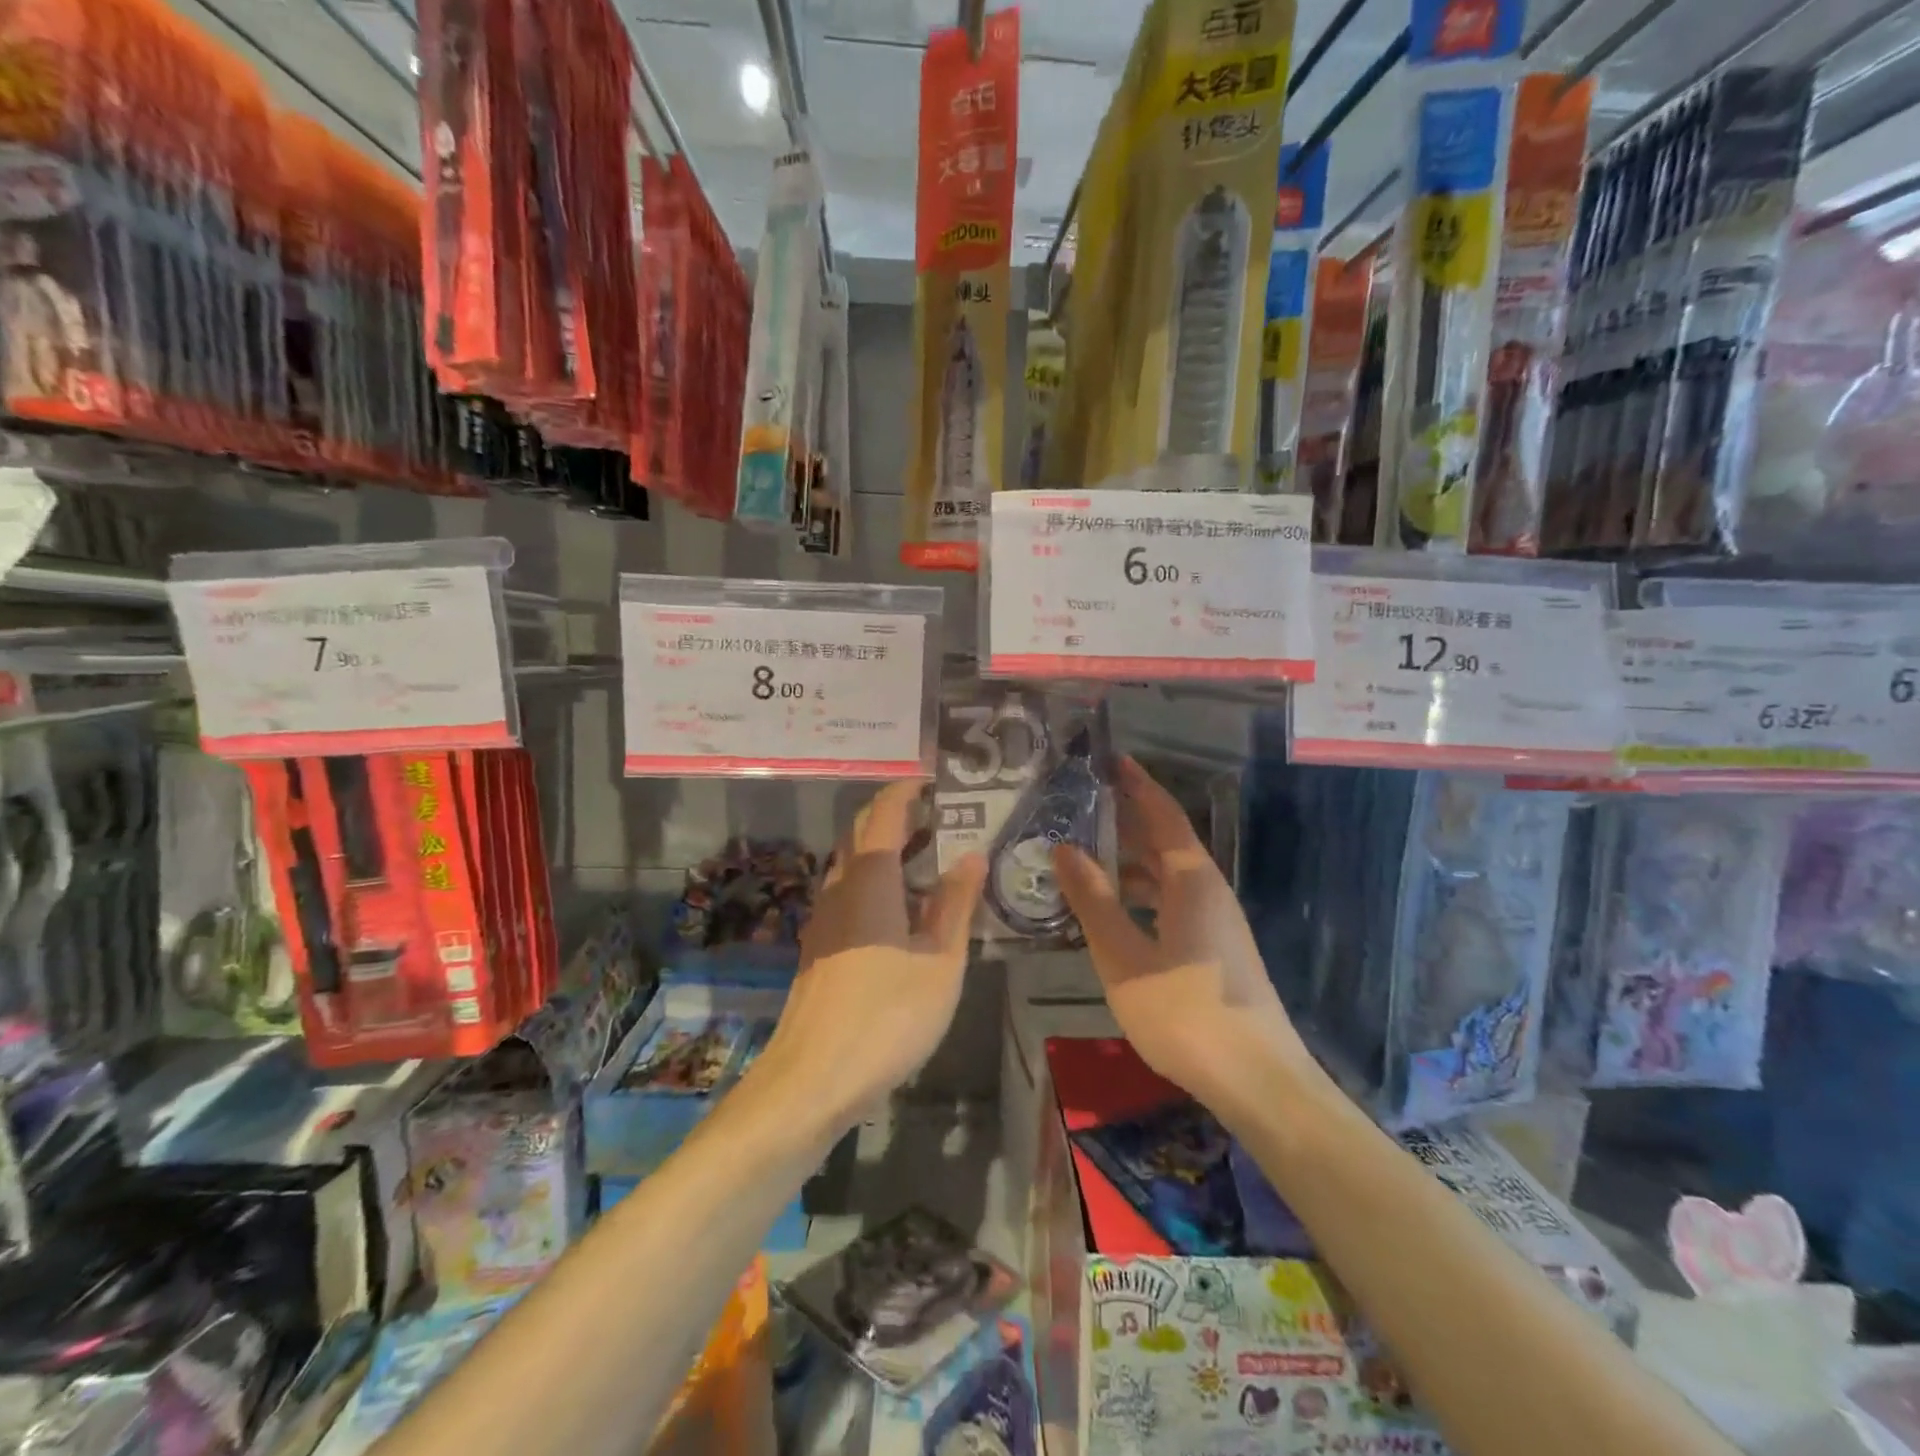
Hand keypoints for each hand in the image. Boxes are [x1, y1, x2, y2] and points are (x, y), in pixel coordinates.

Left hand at [758, 781, 986, 1131]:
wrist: (813, 1079)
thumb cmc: (887, 1017)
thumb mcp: (940, 961)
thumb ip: (956, 904)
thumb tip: (972, 855)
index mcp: (869, 879)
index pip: (884, 813)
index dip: (906, 789)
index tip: (934, 776)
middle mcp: (840, 887)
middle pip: (862, 832)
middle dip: (896, 813)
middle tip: (941, 811)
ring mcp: (824, 918)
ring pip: (854, 863)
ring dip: (886, 847)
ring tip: (930, 852)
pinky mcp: (820, 945)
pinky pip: (850, 891)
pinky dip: (877, 878)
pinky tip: (905, 905)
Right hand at [1053, 757, 1308, 1103]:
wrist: (1259, 1082)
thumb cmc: (1186, 1014)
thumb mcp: (1124, 958)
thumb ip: (1093, 901)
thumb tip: (1064, 849)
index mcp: (1191, 881)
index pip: (1162, 815)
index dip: (1137, 785)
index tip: (1111, 759)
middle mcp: (1208, 891)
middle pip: (1165, 842)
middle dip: (1127, 820)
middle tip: (1083, 805)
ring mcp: (1216, 922)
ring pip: (1168, 875)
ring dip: (1130, 861)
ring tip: (1085, 856)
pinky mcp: (1216, 950)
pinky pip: (1172, 902)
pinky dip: (1141, 894)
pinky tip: (1113, 911)